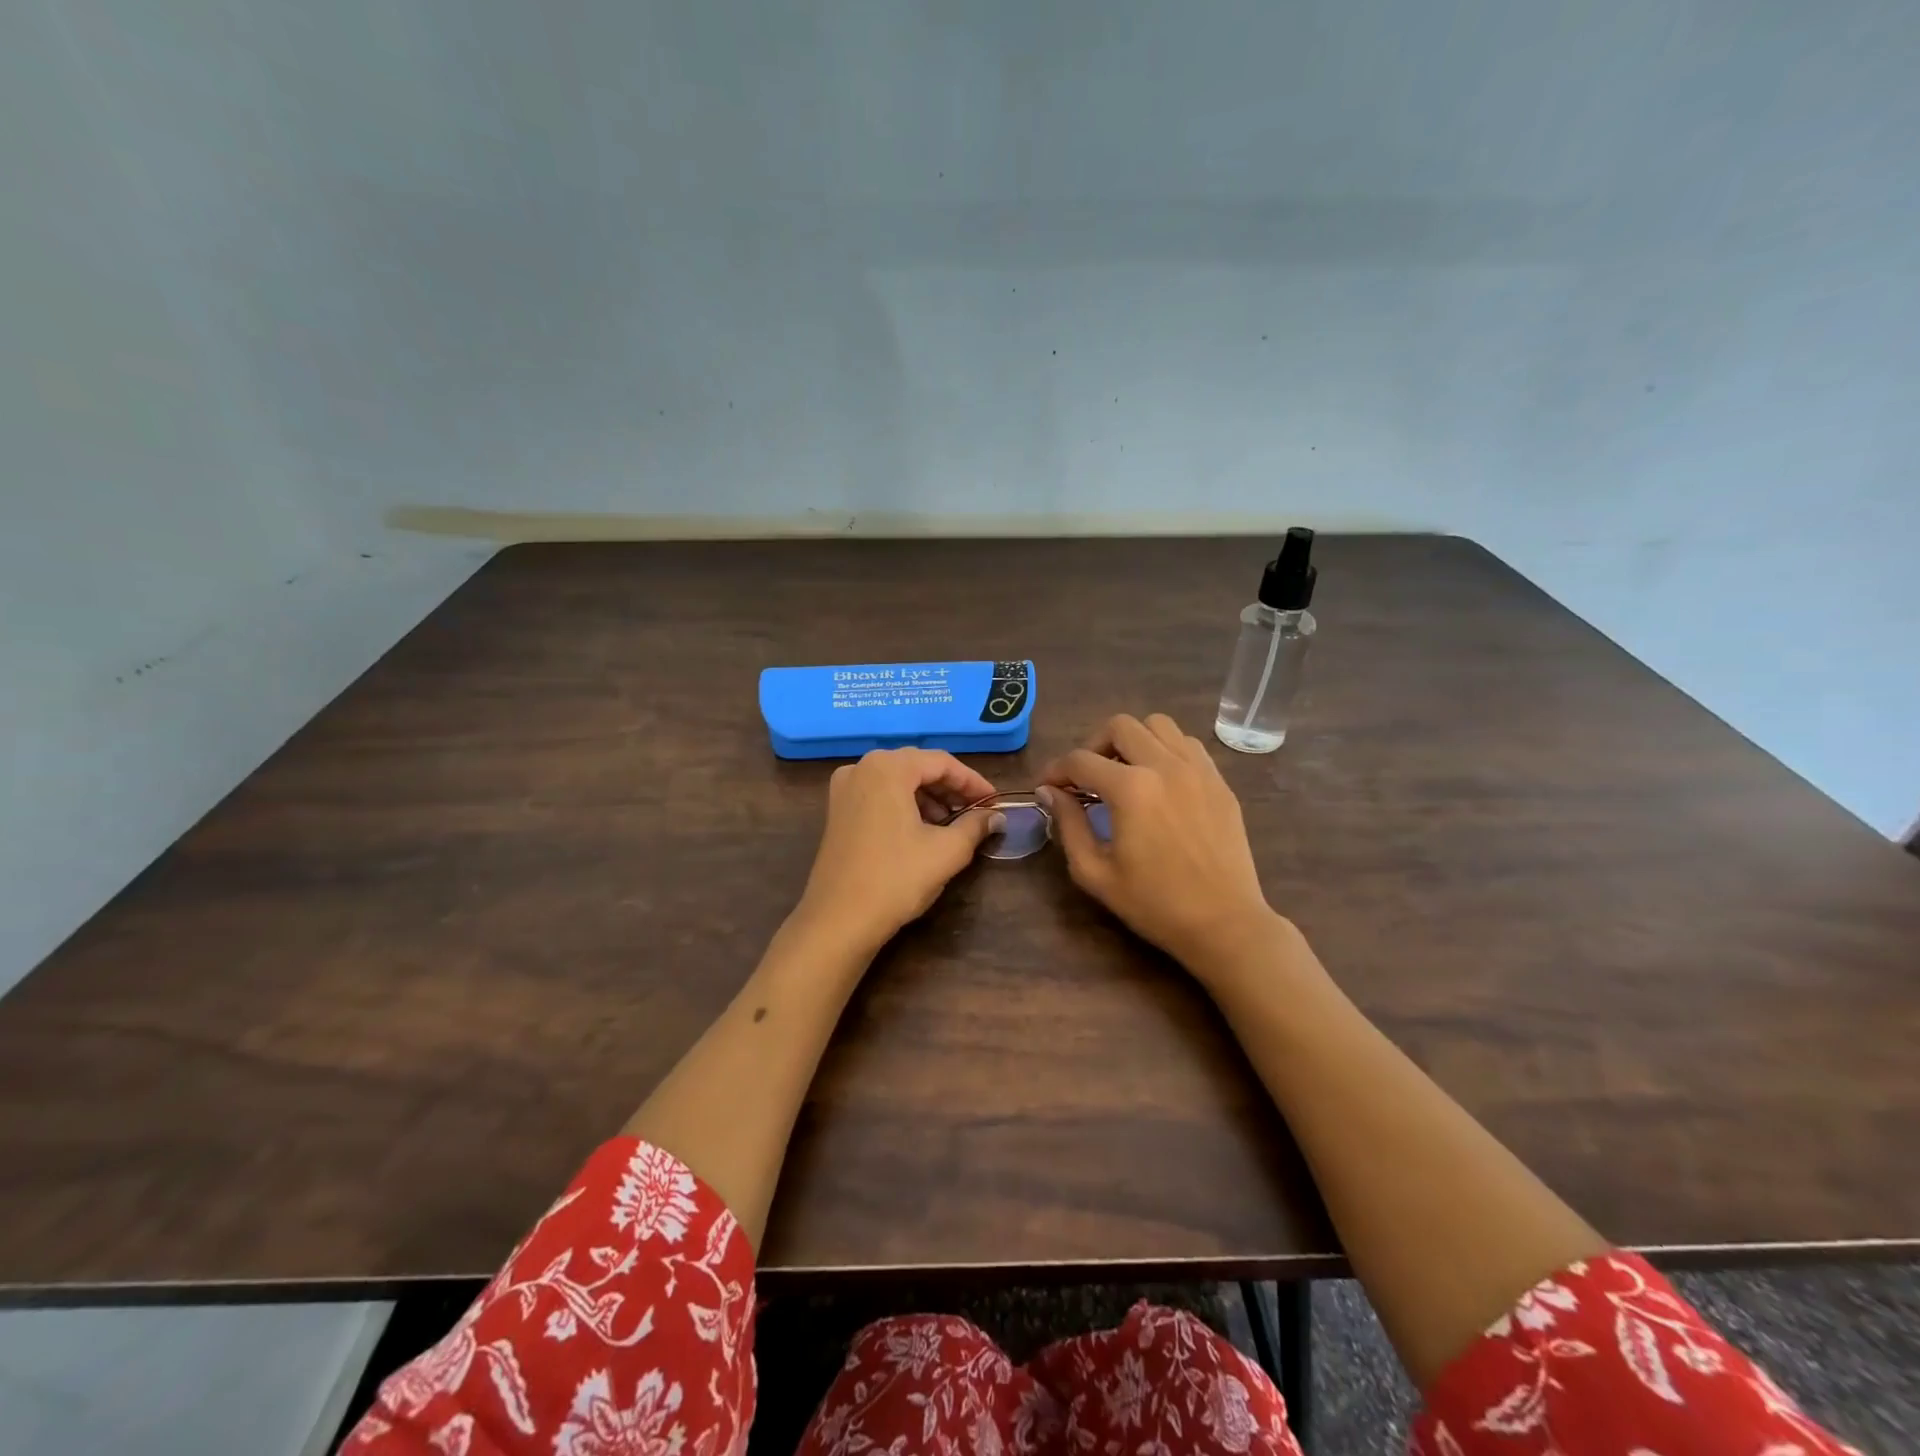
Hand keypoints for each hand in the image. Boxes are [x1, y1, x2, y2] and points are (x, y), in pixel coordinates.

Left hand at [795, 748, 1003, 955]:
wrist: (838, 920)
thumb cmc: (896, 878)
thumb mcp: (946, 851)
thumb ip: (975, 826)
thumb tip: (996, 816)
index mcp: (888, 768)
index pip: (942, 762)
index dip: (973, 782)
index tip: (995, 802)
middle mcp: (862, 768)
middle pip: (917, 767)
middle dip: (950, 788)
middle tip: (977, 811)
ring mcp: (844, 789)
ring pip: (897, 781)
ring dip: (928, 797)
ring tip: (952, 823)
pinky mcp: (837, 811)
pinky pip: (879, 795)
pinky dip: (904, 805)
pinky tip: (922, 830)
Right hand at [1040, 713, 1281, 975]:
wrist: (1224, 923)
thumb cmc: (1154, 904)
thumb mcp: (1095, 872)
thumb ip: (1068, 824)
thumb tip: (1050, 792)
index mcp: (1131, 789)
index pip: (1080, 760)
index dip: (1056, 770)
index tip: (1048, 787)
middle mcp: (1165, 765)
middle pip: (1119, 726)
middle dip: (1093, 745)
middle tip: (1086, 777)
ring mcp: (1198, 769)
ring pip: (1158, 724)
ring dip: (1133, 740)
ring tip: (1124, 772)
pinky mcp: (1219, 781)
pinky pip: (1187, 744)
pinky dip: (1166, 749)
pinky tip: (1159, 780)